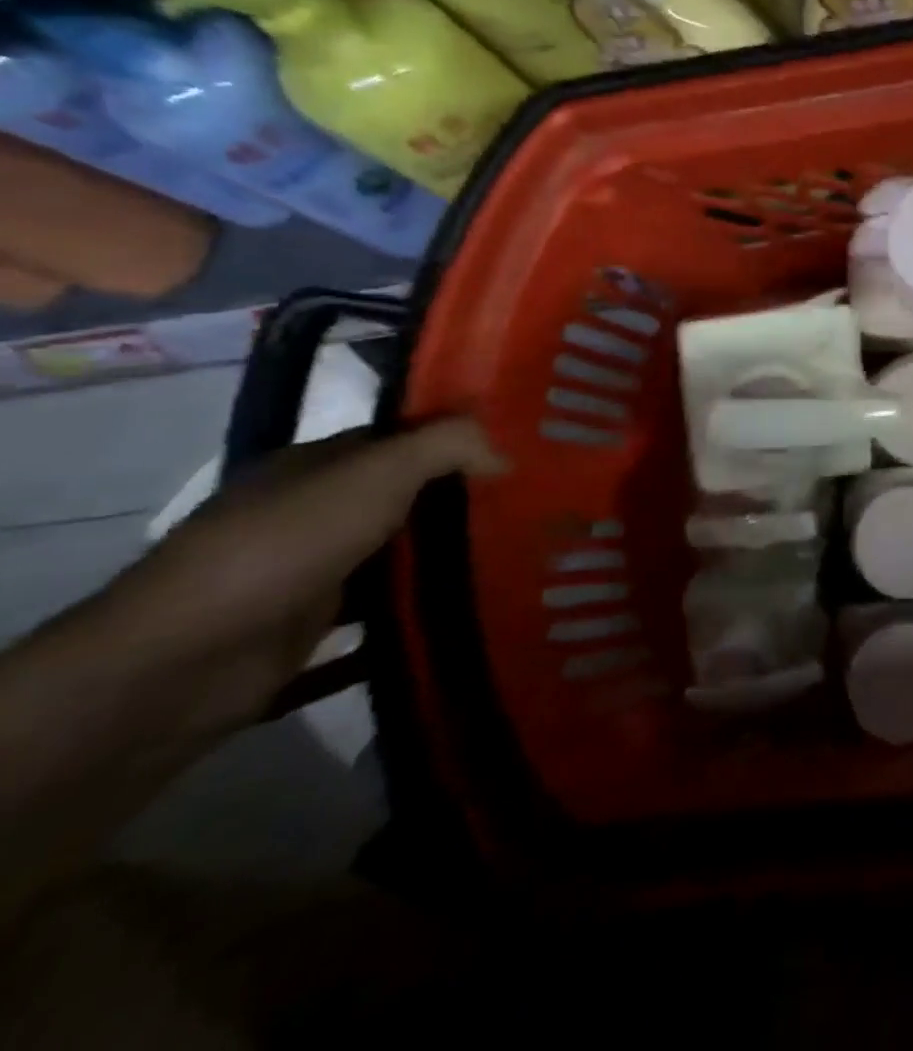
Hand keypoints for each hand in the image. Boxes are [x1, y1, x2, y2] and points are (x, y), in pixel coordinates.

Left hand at [99, 417, 507, 739]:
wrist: (184, 661)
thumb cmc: (286, 545)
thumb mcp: (376, 474)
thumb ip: (447, 447)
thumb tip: (507, 451)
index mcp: (316, 468)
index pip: (400, 442)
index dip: (457, 441)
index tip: (520, 452)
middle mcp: (310, 514)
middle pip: (403, 501)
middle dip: (462, 504)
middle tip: (536, 508)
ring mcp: (307, 575)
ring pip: (394, 561)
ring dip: (445, 565)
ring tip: (522, 562)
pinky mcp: (308, 633)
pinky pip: (377, 621)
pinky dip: (415, 621)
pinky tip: (469, 619)